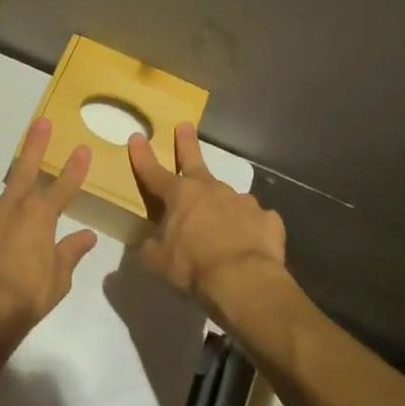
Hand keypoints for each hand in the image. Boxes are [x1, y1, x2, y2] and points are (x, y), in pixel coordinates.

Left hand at [0, 118, 98, 360]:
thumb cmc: (26, 299)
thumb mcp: (58, 281)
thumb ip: (70, 254)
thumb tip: (88, 237)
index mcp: (39, 219)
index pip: (63, 190)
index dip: (75, 170)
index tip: (84, 149)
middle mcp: (9, 208)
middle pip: (24, 171)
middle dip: (34, 146)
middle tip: (41, 121)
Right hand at [128, 123, 288, 321]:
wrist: (244, 280)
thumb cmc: (193, 267)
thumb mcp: (157, 261)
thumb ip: (150, 246)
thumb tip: (149, 242)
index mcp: (180, 195)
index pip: (153, 172)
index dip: (142, 156)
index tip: (137, 136)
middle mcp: (210, 189)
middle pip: (194, 161)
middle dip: (187, 143)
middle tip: (185, 125)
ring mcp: (242, 201)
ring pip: (227, 197)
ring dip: (221, 204)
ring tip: (222, 225)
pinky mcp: (267, 219)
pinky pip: (255, 220)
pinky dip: (250, 227)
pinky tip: (250, 241)